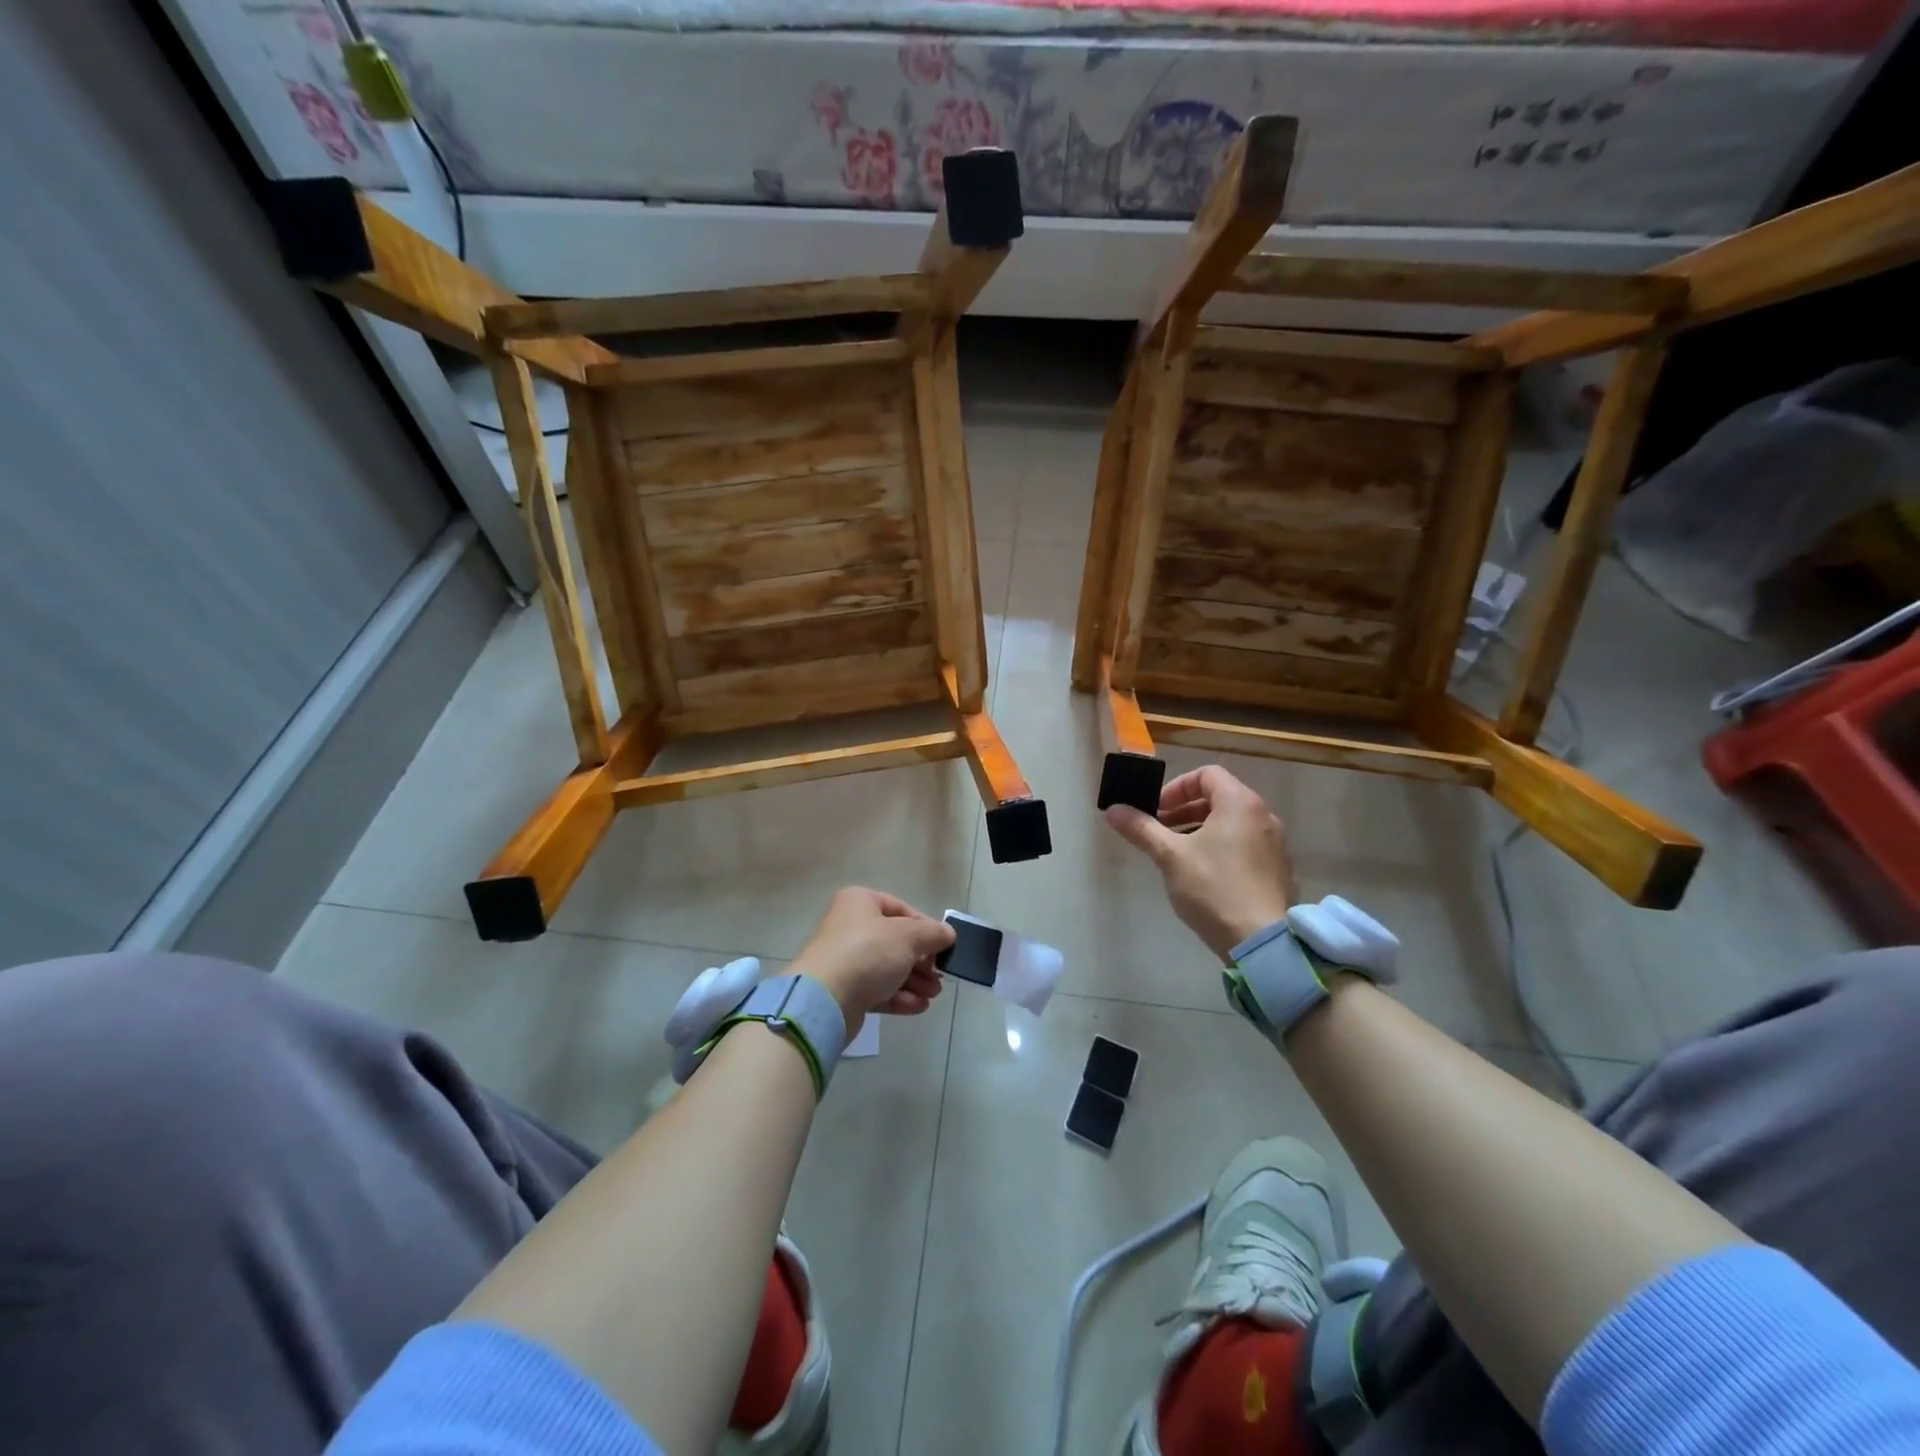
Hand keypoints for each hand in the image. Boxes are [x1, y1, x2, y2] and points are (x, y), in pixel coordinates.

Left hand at [790, 887, 953, 1037]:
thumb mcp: (908, 936)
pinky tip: (919, 1006)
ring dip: (914, 980)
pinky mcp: (845, 990)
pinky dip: (899, 996)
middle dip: (922, 960)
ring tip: (934, 994)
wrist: (824, 999)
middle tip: (940, 975)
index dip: (926, 927)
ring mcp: (846, 960)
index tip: (944, 946)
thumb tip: (948, 933)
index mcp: (860, 902)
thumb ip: (933, 933)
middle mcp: (850, 927)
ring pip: (888, 967)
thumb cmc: (868, 953)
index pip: (901, 909)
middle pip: (896, 941)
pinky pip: (878, 989)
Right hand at [1103, 766, 1297, 962]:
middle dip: (1185, 809)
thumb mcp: (1170, 856)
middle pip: (1220, 797)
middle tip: (1160, 830)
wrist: (1261, 941)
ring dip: (1201, 828)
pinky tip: (1204, 875)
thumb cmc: (1213, 888)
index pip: (1206, 774)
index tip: (1156, 810)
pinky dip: (1222, 847)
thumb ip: (1141, 828)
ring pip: (1232, 823)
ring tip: (1177, 854)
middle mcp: (1264, 816)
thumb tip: (1112, 809)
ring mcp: (1275, 844)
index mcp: (1240, 803)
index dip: (1176, 787)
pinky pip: (1246, 845)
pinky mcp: (1278, 870)